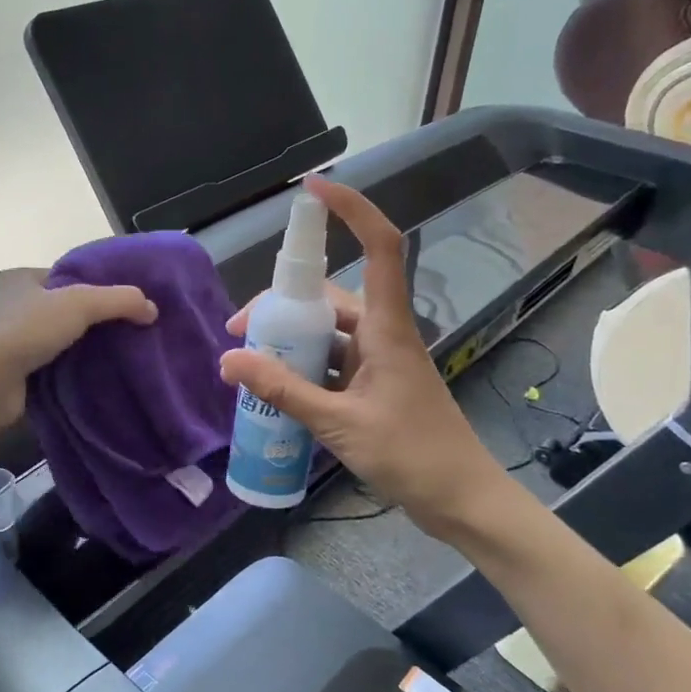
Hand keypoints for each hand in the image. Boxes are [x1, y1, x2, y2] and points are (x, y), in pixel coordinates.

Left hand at [0, 267, 156, 427]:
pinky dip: (70, 371)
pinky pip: (51, 366)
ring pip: (57, 340)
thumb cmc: (25, 330)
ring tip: (120, 355)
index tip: (126, 302)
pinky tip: (96, 377)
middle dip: (92, 320)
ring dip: (82, 348)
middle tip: (129, 330)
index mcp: (19, 279)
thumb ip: (119, 300)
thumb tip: (152, 308)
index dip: (95, 286)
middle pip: (62, 309)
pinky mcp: (12, 373)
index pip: (65, 277)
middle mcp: (9, 306)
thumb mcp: (79, 303)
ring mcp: (8, 341)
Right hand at [221, 177, 504, 536]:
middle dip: (280, 306)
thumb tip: (229, 361)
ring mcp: (378, 360)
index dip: (351, 210)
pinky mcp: (373, 385)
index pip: (379, 247)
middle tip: (237, 332)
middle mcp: (382, 333)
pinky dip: (302, 368)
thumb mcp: (340, 424)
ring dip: (288, 341)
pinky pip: (330, 362)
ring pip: (326, 332)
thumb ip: (284, 392)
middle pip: (328, 297)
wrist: (461, 500)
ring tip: (248, 364)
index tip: (312, 190)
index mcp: (387, 328)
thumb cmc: (411, 455)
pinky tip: (275, 387)